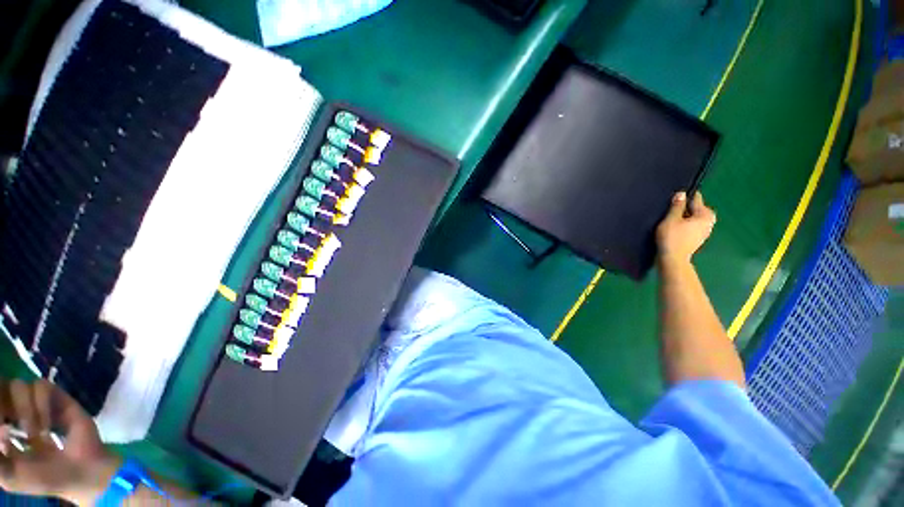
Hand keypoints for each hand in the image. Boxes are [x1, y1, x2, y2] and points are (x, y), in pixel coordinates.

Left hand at [0, 378, 117, 503]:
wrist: (81, 473)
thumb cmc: (43, 478)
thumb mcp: (9, 476)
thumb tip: (0, 429)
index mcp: (3, 426)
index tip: (3, 431)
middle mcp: (16, 410)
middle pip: (3, 387)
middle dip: (5, 406)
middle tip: (14, 428)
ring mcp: (39, 402)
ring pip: (19, 385)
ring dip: (25, 410)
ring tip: (37, 433)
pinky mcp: (57, 396)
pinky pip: (41, 386)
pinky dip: (41, 406)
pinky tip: (49, 424)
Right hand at [656, 191, 715, 265]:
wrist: (673, 259)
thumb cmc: (672, 238)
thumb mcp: (671, 219)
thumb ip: (676, 206)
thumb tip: (681, 193)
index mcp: (705, 215)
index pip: (696, 199)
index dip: (684, 197)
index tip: (673, 199)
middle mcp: (709, 222)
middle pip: (695, 209)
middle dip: (684, 208)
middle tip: (669, 211)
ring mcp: (704, 232)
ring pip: (692, 218)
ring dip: (683, 218)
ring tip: (669, 220)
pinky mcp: (697, 239)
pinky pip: (690, 227)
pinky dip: (683, 226)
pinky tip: (673, 229)